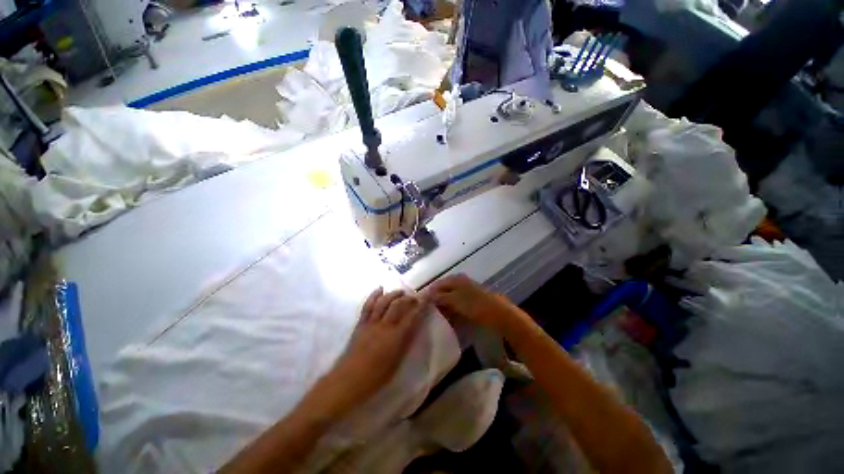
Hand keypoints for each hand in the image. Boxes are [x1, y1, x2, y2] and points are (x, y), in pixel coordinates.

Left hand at [306, 288, 423, 418]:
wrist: (348, 381)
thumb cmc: (376, 377)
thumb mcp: (397, 362)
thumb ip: (406, 343)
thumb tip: (413, 328)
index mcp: (396, 338)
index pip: (413, 316)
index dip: (422, 304)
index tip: (428, 295)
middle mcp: (385, 326)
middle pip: (398, 305)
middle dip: (408, 298)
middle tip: (415, 297)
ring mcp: (371, 323)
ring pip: (384, 302)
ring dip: (394, 294)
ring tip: (401, 292)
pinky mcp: (361, 323)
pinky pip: (368, 305)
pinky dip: (374, 295)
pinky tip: (380, 289)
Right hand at [425, 274, 515, 331]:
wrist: (497, 314)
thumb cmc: (474, 305)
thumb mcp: (454, 300)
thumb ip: (440, 296)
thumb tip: (426, 294)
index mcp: (455, 278)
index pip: (437, 284)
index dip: (429, 294)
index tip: (423, 306)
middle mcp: (459, 281)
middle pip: (443, 290)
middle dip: (436, 300)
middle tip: (430, 312)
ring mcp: (466, 290)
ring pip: (449, 297)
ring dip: (444, 306)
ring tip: (438, 316)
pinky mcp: (470, 299)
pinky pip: (456, 303)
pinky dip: (452, 309)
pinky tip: (449, 317)